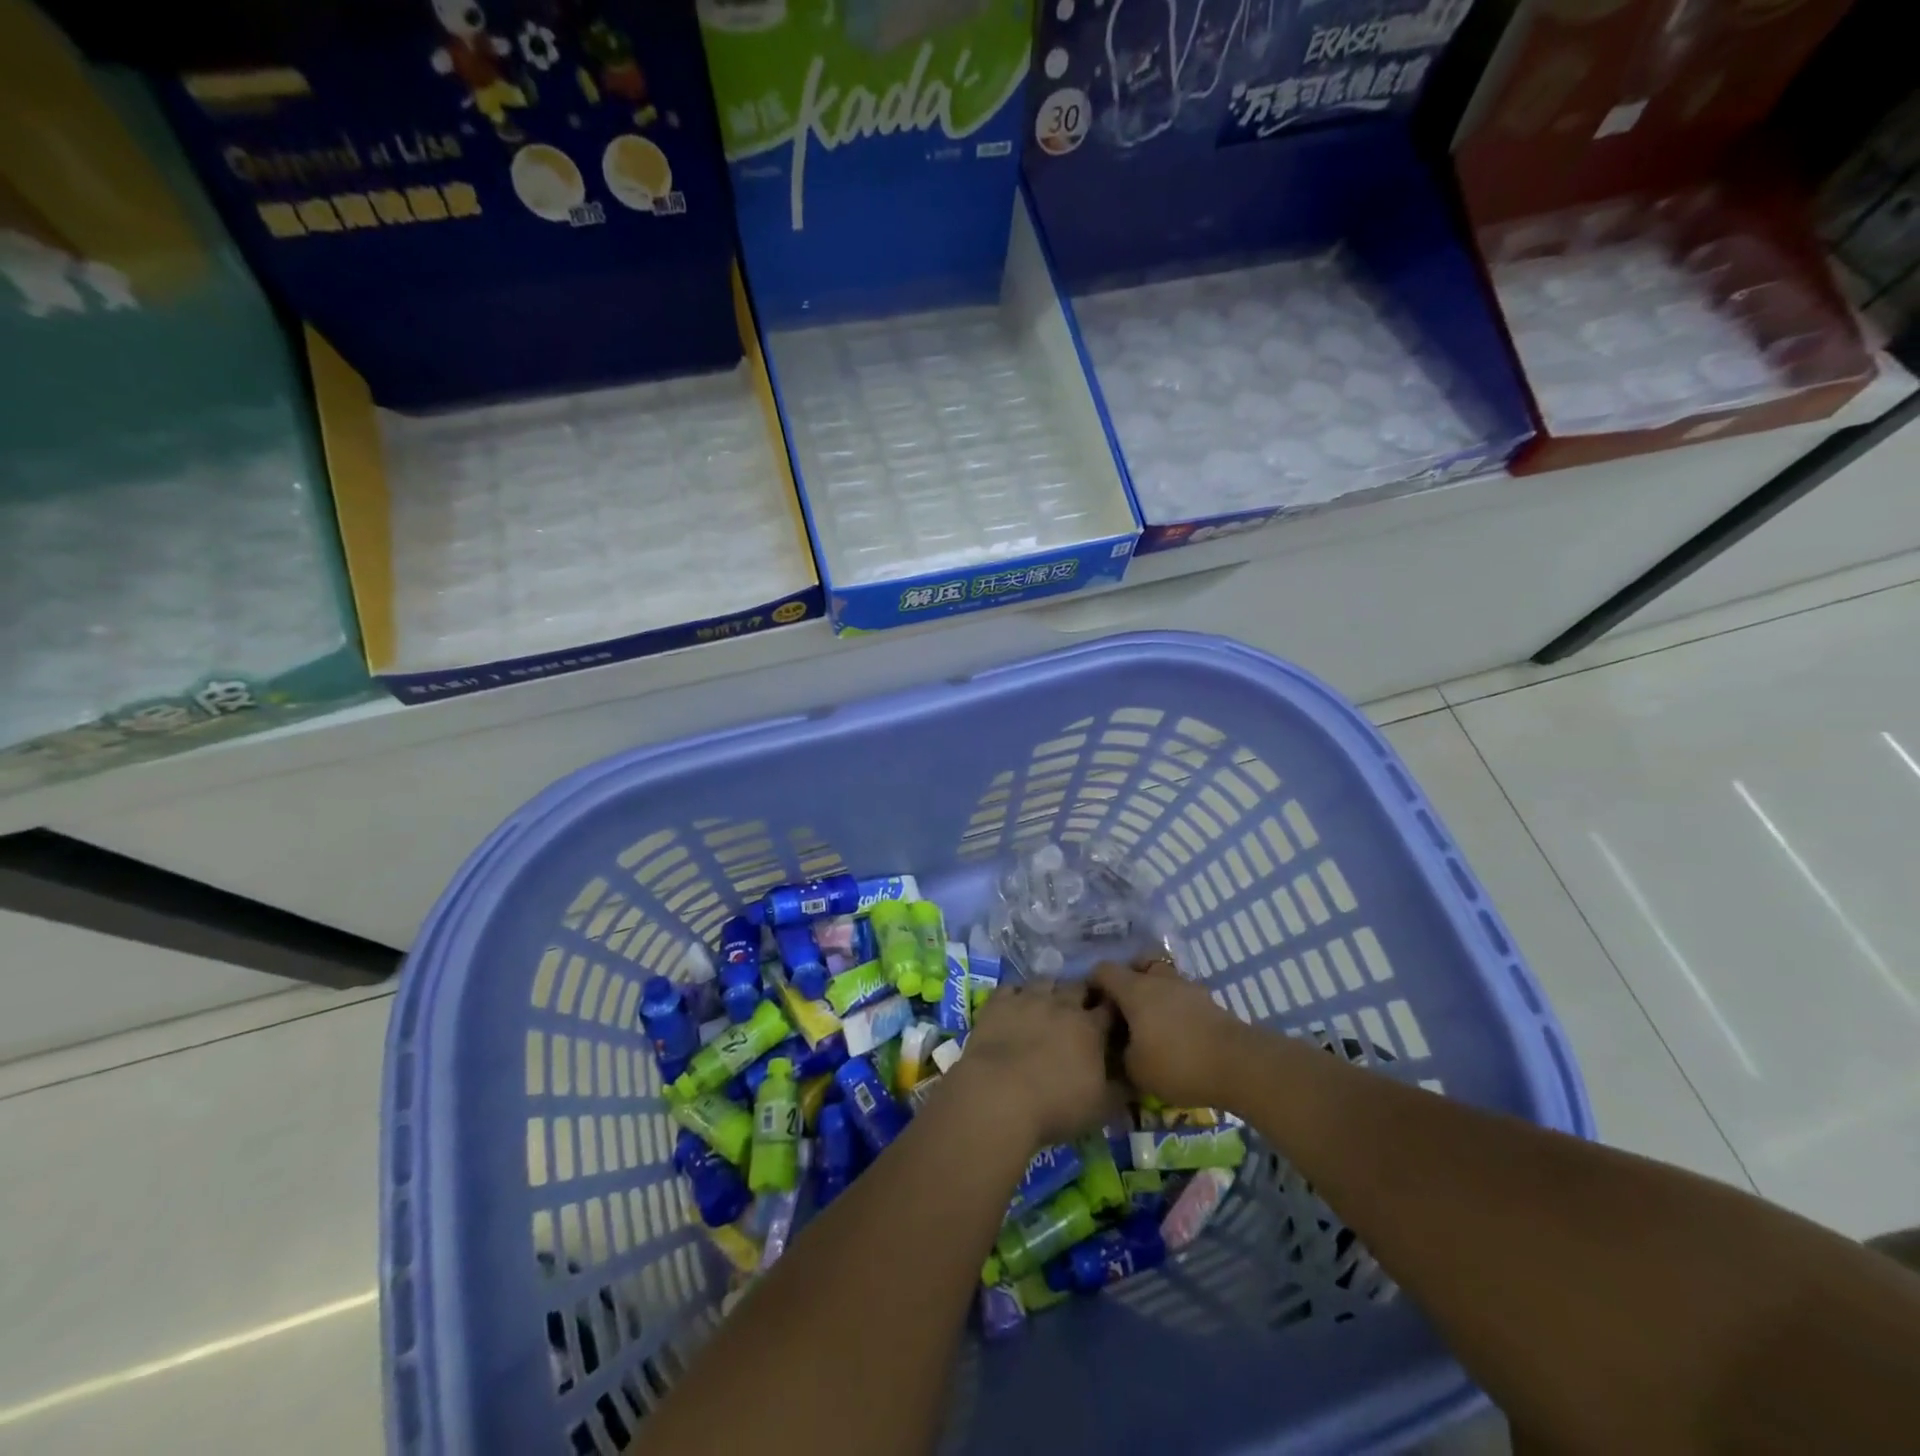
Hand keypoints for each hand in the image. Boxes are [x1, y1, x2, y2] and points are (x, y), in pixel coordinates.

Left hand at [948, 979, 1118, 1149]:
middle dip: (1083, 994)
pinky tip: (1015, 1007)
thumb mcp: (1101, 1107)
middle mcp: (1062, 1004)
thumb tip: (1136, 1079)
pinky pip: (1010, 987)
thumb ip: (1122, 1090)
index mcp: (1090, 1027)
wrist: (999, 1096)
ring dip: (1050, 991)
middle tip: (1080, 1011)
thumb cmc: (1056, 1105)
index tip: (1113, 1016)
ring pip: (1045, 981)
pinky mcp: (998, 1002)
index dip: (1113, 1009)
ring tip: (1047, 1006)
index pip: (1110, 1007)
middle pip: (1079, 986)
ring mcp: (1028, 998)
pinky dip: (1016, 995)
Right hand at [1089, 956, 1251, 1108]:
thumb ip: (1119, 1054)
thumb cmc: (1177, 1063)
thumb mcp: (1135, 1070)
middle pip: (1138, 965)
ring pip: (1163, 979)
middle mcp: (1159, 980)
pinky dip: (1174, 1009)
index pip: (1104, 970)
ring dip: (1154, 995)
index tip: (1092, 1005)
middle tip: (1123, 1009)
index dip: (1093, 983)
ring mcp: (1187, 988)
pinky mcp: (1209, 1002)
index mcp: (1135, 989)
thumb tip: (1118, 1047)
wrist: (1238, 1065)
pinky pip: (1182, 997)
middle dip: (1128, 982)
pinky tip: (1175, 1035)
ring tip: (1151, 1025)